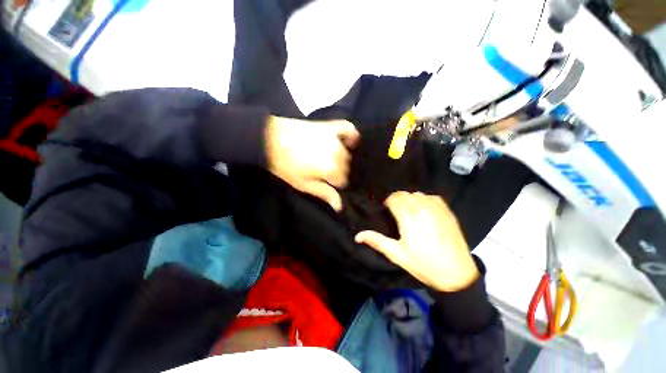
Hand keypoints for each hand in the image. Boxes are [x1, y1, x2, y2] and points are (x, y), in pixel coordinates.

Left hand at [265, 116, 358, 211]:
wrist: (270, 139)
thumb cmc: (285, 165)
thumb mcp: (303, 184)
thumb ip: (324, 193)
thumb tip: (340, 206)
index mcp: (331, 169)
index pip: (342, 180)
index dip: (334, 183)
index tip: (326, 181)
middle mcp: (337, 154)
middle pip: (346, 168)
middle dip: (338, 171)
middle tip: (325, 171)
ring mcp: (335, 139)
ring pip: (347, 153)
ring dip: (342, 158)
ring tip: (332, 160)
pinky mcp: (330, 127)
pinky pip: (348, 129)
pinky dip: (352, 135)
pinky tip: (351, 141)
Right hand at [355, 192, 478, 291]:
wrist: (456, 274)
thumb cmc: (423, 264)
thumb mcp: (397, 254)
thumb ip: (377, 241)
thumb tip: (357, 236)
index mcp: (408, 218)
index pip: (394, 199)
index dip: (387, 203)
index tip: (386, 211)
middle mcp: (422, 209)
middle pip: (404, 194)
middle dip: (396, 200)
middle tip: (395, 212)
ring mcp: (436, 209)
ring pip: (417, 194)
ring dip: (410, 199)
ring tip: (409, 211)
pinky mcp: (447, 211)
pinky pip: (431, 197)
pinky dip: (424, 199)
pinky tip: (423, 210)